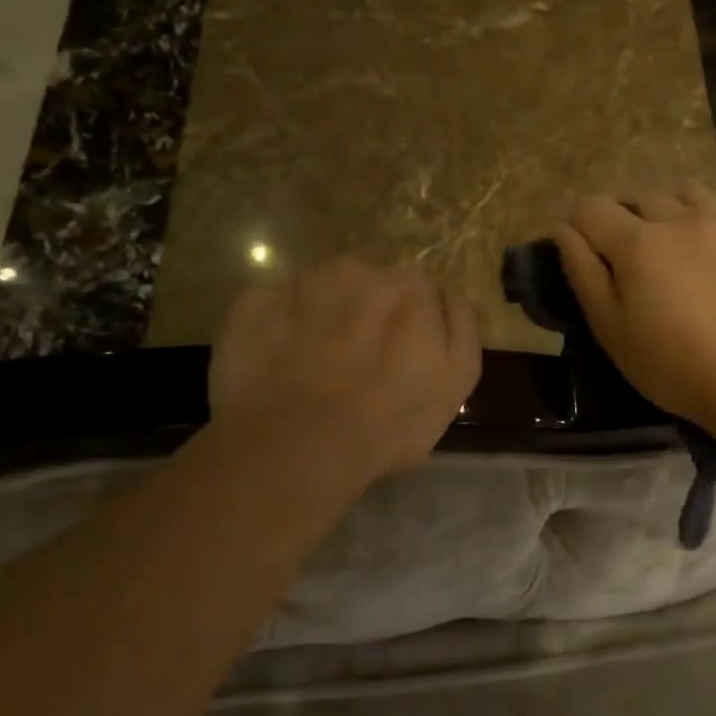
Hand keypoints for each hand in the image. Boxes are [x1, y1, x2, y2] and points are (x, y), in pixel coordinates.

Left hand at [208, 259, 480, 477]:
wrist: (302, 444)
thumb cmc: (393, 417)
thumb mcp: (458, 379)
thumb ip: (463, 326)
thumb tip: (453, 296)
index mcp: (409, 285)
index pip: (419, 291)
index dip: (415, 324)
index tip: (407, 357)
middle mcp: (356, 270)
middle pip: (369, 287)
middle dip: (368, 315)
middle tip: (360, 366)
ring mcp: (299, 285)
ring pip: (319, 295)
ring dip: (322, 320)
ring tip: (316, 370)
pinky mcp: (251, 307)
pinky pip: (272, 310)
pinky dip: (277, 331)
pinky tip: (279, 369)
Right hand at [552, 188, 715, 430]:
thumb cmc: (673, 367)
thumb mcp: (611, 329)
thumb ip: (583, 272)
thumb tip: (564, 229)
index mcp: (638, 242)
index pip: (592, 207)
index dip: (581, 222)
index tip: (587, 246)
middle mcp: (682, 218)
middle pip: (640, 196)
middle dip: (626, 217)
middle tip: (633, 255)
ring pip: (688, 193)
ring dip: (671, 209)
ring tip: (676, 242)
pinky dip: (715, 222)